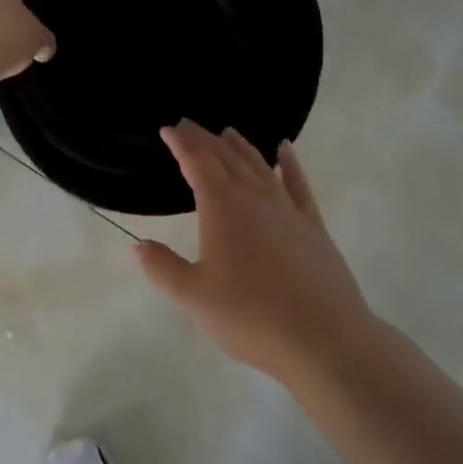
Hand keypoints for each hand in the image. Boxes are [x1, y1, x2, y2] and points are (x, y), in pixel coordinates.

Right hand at [133, 120, 373, 381]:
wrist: (324, 337)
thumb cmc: (251, 316)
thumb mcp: (195, 297)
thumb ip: (164, 269)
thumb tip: (138, 246)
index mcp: (223, 208)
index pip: (198, 163)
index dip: (182, 144)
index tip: (169, 129)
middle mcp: (255, 198)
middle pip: (228, 158)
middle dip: (206, 140)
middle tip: (190, 126)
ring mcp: (288, 209)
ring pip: (260, 166)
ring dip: (241, 147)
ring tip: (228, 132)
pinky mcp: (313, 226)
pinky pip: (298, 184)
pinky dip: (289, 163)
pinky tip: (285, 150)